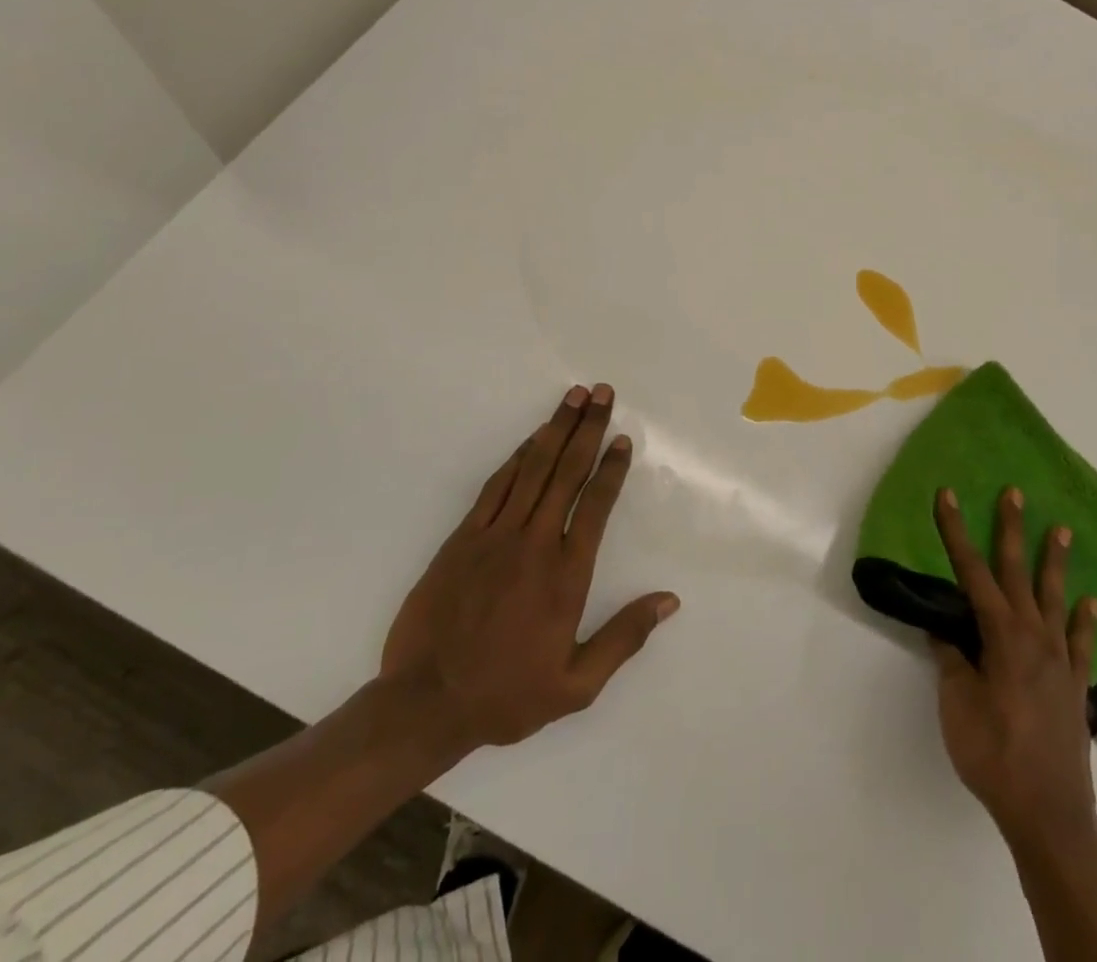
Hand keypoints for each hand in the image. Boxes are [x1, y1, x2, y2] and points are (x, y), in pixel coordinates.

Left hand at [379, 383, 678, 754]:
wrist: (426, 703)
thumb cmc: (507, 695)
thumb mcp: (577, 685)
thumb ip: (624, 637)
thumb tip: (669, 600)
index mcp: (566, 575)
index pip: (595, 506)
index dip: (611, 468)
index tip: (622, 438)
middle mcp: (534, 543)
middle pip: (567, 472)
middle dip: (587, 429)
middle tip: (602, 393)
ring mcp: (495, 536)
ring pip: (531, 469)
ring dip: (554, 429)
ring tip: (573, 397)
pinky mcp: (463, 538)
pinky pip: (495, 486)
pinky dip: (516, 458)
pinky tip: (530, 439)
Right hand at [930, 486, 1096, 846]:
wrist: (1049, 813)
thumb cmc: (994, 754)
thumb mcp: (956, 704)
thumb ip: (951, 660)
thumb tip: (944, 629)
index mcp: (1001, 635)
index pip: (971, 571)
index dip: (956, 530)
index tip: (947, 495)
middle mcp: (1034, 636)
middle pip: (1018, 572)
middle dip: (1012, 529)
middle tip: (1015, 493)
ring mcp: (1060, 659)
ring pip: (1056, 598)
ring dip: (1055, 562)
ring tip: (1062, 530)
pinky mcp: (1076, 686)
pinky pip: (1082, 643)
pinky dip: (1086, 620)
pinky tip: (1090, 602)